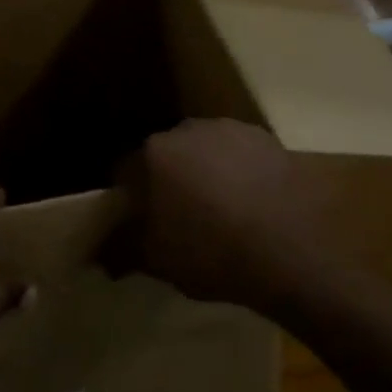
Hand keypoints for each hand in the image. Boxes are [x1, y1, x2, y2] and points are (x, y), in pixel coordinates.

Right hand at [121, 119, 344, 319]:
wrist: (289, 245)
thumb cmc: (212, 253)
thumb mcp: (157, 261)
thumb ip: (122, 250)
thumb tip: (102, 251)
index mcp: (152, 155)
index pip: (124, 173)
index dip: (127, 201)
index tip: (136, 224)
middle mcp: (186, 130)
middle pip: (165, 157)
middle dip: (167, 182)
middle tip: (178, 219)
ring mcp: (228, 130)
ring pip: (203, 152)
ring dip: (204, 173)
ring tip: (219, 211)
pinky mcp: (265, 138)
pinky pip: (238, 154)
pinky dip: (237, 172)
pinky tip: (250, 202)